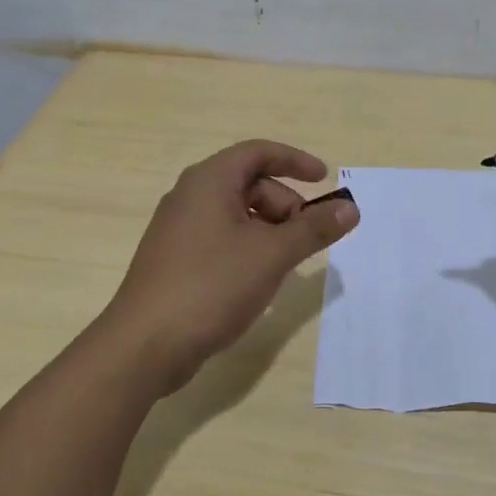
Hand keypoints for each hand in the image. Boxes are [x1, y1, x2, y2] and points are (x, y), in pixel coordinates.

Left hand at [103, 140, 359, 391]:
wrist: (145, 344)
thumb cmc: (211, 285)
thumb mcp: (272, 254)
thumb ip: (313, 229)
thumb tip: (350, 208)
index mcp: (209, 181)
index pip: (258, 152)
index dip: (295, 160)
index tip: (325, 179)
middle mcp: (189, 196)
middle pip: (249, 183)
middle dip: (285, 205)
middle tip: (307, 237)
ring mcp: (178, 229)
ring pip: (235, 214)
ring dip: (268, 230)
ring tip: (286, 264)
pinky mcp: (174, 259)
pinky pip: (220, 239)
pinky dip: (247, 248)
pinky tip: (258, 281)